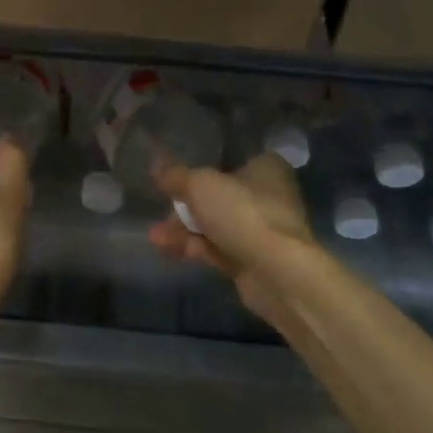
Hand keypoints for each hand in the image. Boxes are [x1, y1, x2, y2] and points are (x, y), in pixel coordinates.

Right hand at [148, 153, 317, 319]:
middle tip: (162, 210)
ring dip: (184, 229)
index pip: (230, 160)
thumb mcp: (200, 185)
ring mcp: (262, 231)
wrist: (276, 273)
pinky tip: (168, 249)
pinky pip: (218, 248)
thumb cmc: (242, 213)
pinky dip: (194, 247)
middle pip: (218, 195)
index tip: (174, 177)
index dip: (201, 167)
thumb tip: (156, 164)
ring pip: (215, 225)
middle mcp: (268, 196)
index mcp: (266, 168)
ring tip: (156, 237)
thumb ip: (176, 175)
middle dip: (185, 206)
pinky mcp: (253, 260)